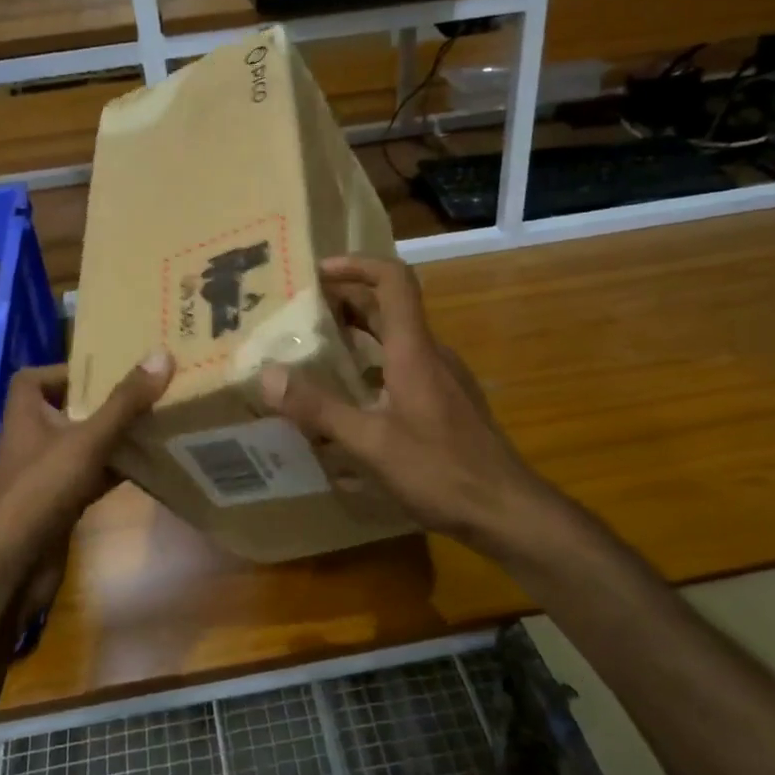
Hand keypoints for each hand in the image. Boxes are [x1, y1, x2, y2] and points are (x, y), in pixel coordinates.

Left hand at [0, 353, 173, 611]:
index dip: (64, 370)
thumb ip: (124, 402)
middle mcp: (33, 439)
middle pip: (66, 410)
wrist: (13, 564)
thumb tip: (161, 356)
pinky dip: (116, 469)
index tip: (102, 369)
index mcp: (27, 414)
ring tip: (155, 421)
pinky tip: (149, 465)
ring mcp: (46, 474)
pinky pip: (92, 476)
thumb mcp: (87, 439)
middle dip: (102, 401)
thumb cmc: (42, 489)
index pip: (33, 379)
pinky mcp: (60, 503)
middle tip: (143, 391)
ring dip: (113, 436)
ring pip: (84, 445)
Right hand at [259, 256, 539, 540]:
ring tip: (318, 353)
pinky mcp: (448, 403)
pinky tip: (353, 400)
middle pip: (390, 309)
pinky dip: (374, 366)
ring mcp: (444, 379)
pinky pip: (406, 368)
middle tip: (303, 314)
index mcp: (414, 351)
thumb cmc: (440, 470)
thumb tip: (268, 375)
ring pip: (397, 341)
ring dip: (359, 336)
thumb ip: (319, 408)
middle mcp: (431, 355)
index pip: (393, 281)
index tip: (319, 272)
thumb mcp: (371, 443)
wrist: (507, 509)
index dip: (358, 265)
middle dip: (347, 302)